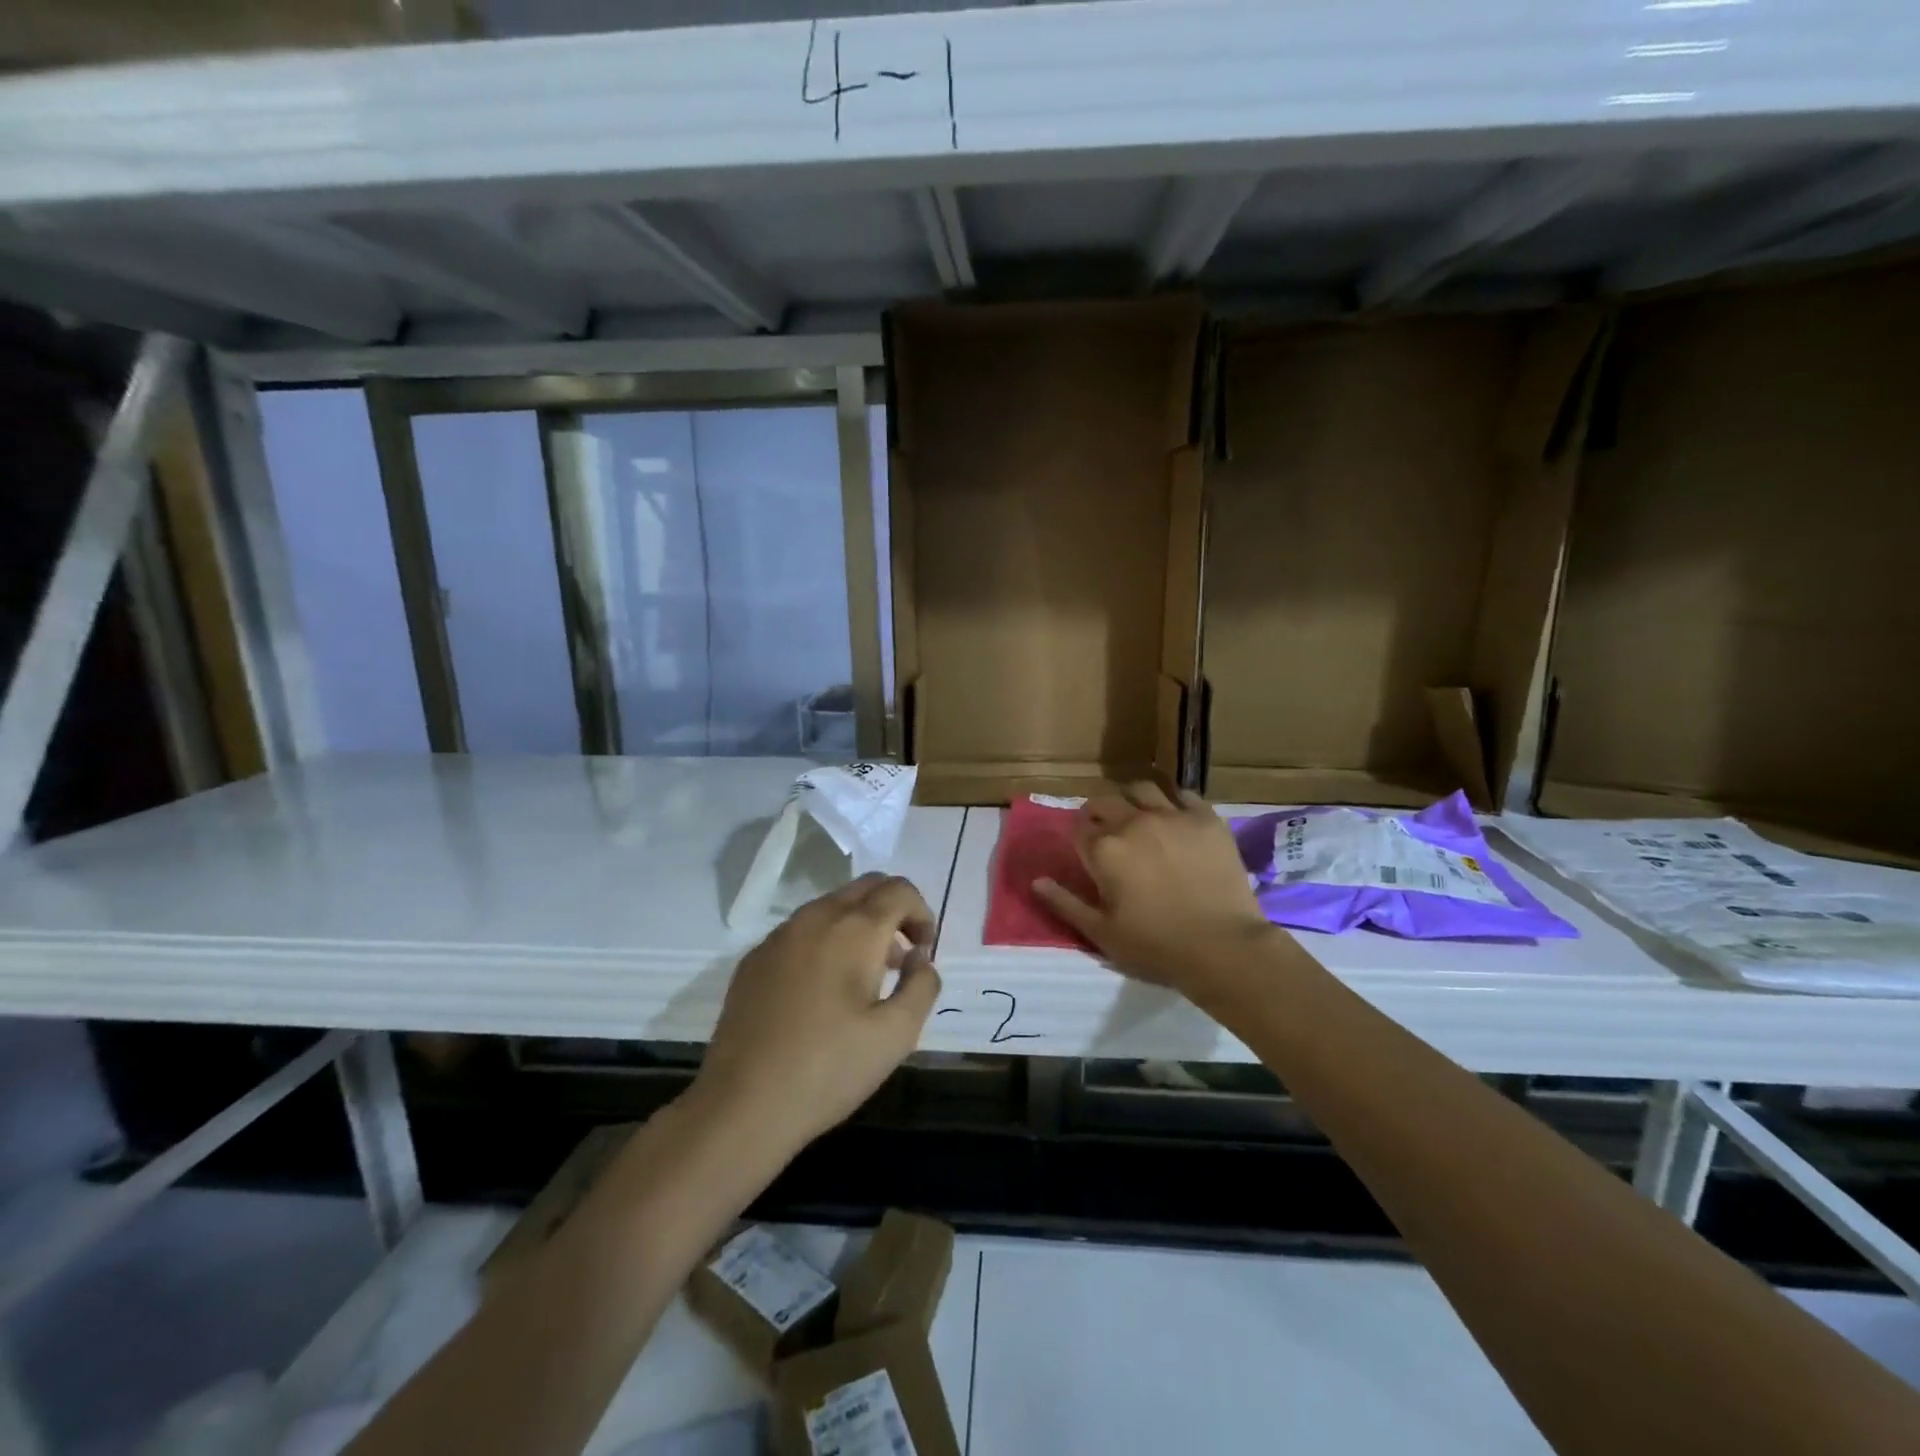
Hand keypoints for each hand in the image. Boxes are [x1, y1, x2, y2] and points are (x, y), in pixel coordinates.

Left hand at [692, 874, 941, 1158]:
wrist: (742, 1104)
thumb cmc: (829, 1069)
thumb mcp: (898, 1034)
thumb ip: (922, 984)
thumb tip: (918, 956)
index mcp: (854, 929)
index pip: (899, 890)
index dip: (922, 913)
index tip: (923, 952)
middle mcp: (815, 917)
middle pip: (865, 886)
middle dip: (892, 910)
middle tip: (901, 956)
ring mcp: (779, 936)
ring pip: (830, 905)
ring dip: (858, 924)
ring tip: (865, 976)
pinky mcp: (754, 959)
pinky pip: (800, 930)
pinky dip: (825, 940)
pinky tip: (821, 991)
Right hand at [1032, 784, 1275, 1001]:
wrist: (1222, 947)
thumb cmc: (1156, 945)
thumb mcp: (1101, 933)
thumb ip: (1064, 903)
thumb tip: (1036, 881)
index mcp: (1104, 849)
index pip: (1079, 827)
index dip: (1079, 836)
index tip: (1086, 848)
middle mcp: (1133, 822)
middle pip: (1106, 802)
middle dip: (1099, 813)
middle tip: (1108, 830)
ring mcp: (1172, 816)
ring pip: (1142, 789)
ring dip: (1133, 799)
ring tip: (1139, 814)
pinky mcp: (1206, 818)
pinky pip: (1184, 794)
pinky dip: (1174, 801)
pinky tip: (1176, 816)